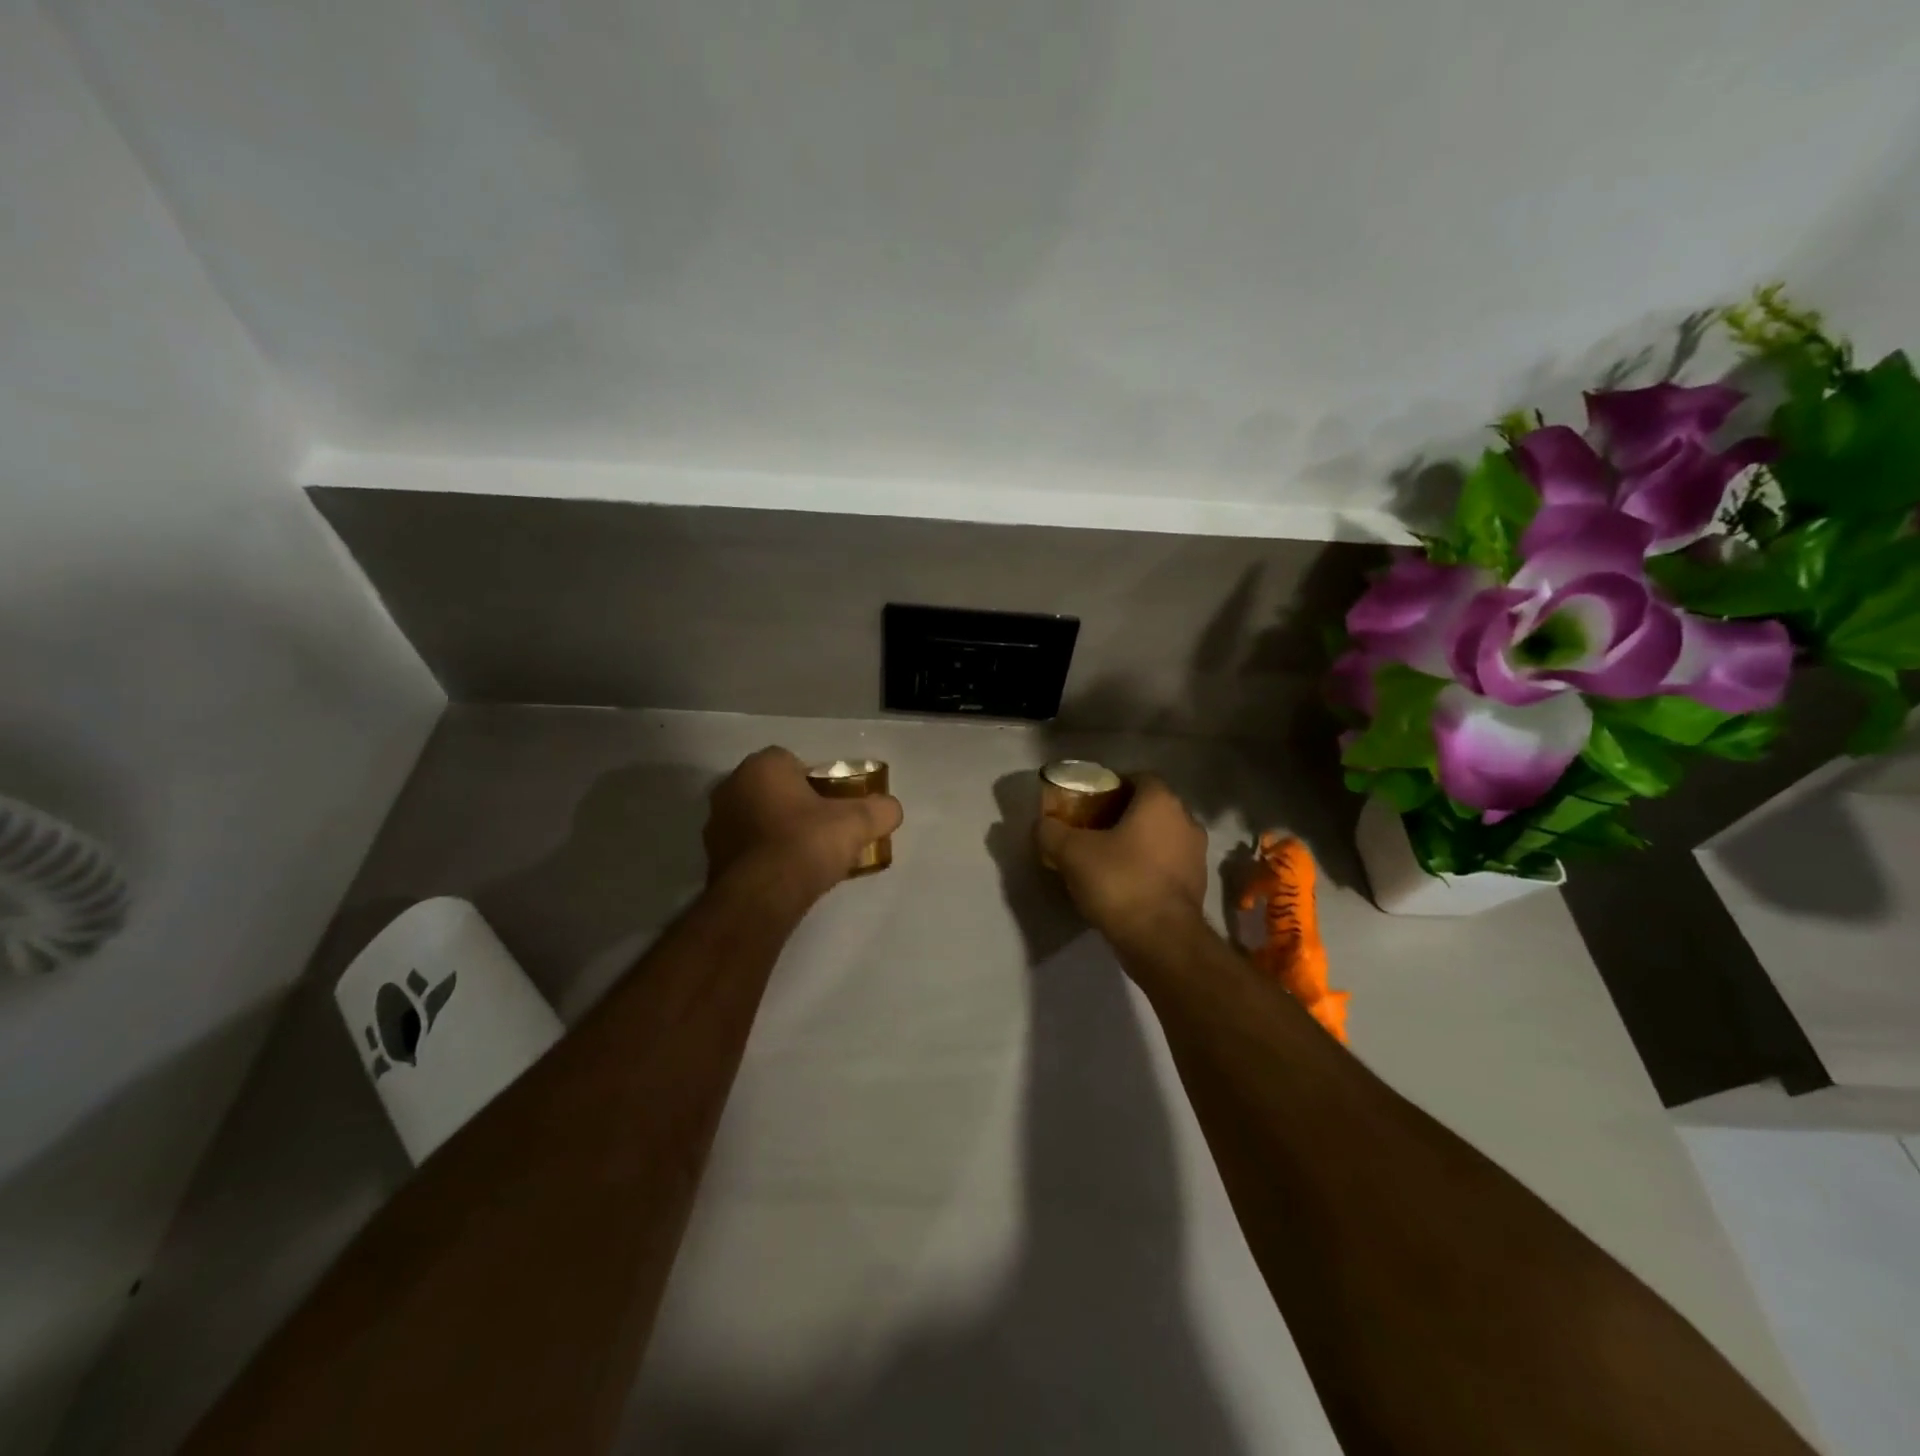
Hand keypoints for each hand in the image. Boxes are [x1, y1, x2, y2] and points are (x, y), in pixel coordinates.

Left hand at [704, 747, 902, 904]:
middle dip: (796, 805)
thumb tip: (890, 809)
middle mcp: (732, 787)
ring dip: (776, 830)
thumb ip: (880, 810)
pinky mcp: (712, 858)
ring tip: (805, 856)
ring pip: (756, 818)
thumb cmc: (806, 844)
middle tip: (823, 828)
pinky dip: (763, 856)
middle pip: (773, 790)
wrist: (761, 898)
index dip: (817, 781)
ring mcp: (716, 824)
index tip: (835, 805)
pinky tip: (785, 875)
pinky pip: (746, 848)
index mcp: (762, 767)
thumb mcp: (857, 823)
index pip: (792, 762)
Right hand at [1035, 773, 1208, 944]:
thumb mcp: (1071, 853)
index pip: (1138, 777)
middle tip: (1092, 828)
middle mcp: (1186, 821)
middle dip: (1122, 814)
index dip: (1112, 785)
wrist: (1161, 940)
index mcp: (1161, 802)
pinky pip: (1167, 864)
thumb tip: (1041, 824)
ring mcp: (1196, 855)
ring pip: (1160, 836)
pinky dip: (1147, 866)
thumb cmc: (1119, 881)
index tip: (1088, 801)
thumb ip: (1051, 831)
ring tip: (1105, 857)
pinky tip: (1123, 883)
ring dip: (1137, 842)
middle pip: (1150, 807)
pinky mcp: (1196, 885)